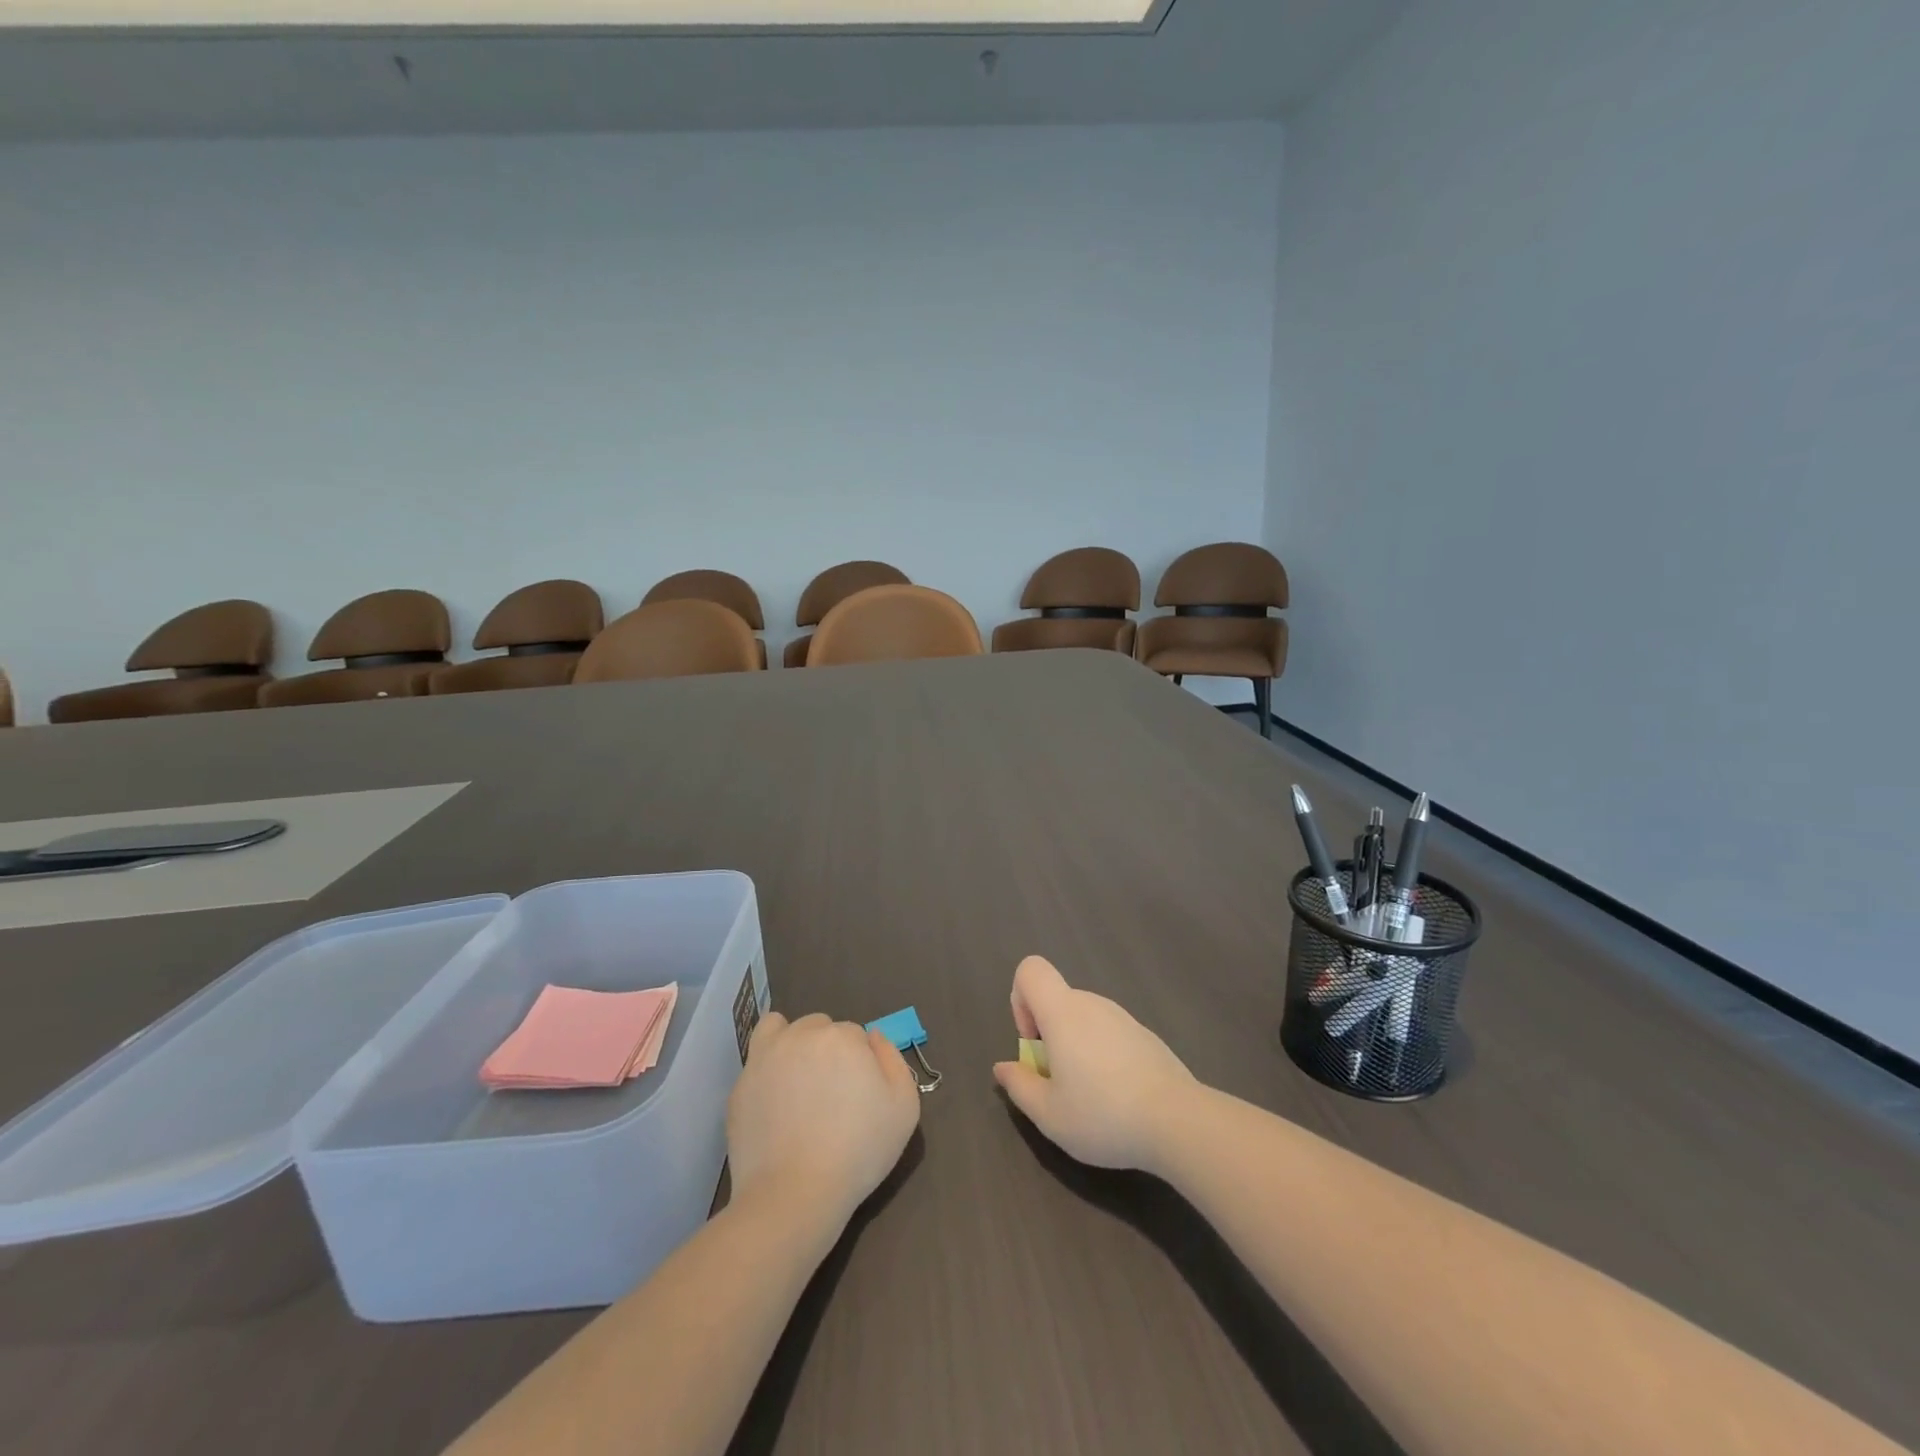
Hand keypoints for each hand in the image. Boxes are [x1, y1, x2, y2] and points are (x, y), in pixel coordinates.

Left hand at [727, 1012, 921, 1232]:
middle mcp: (801, 1035)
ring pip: (781, 1030)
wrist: (794, 1194)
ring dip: (793, 1044)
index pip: (855, 1034)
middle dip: (828, 1049)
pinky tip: (776, 1102)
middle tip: (831, 1092)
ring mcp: (764, 1058)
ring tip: (799, 1081)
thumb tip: (873, 1038)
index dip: (860, 1062)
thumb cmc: (858, 1151)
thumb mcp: (904, 1107)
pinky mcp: (740, 1086)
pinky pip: (757, 1062)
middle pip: (819, 1028)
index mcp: (842, 1037)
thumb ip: (893, 1060)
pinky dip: (767, 1071)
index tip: (859, 1093)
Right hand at [992, 955, 1198, 1172]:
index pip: (1030, 970)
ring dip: (1074, 1047)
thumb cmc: (1103, 1114)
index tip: (1032, 1043)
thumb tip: (1003, 1066)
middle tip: (1058, 1083)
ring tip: (1089, 1096)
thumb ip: (1019, 1085)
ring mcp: (1123, 1017)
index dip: (1019, 1000)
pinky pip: (1109, 1033)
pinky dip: (1102, 1055)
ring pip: (1083, 1019)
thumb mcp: (1049, 1114)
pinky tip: (1119, 1097)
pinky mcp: (1145, 1036)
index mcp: (1063, 1012)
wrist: (1179, 1121)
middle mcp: (1093, 1003)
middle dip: (1046, 1035)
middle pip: (1056, 1000)